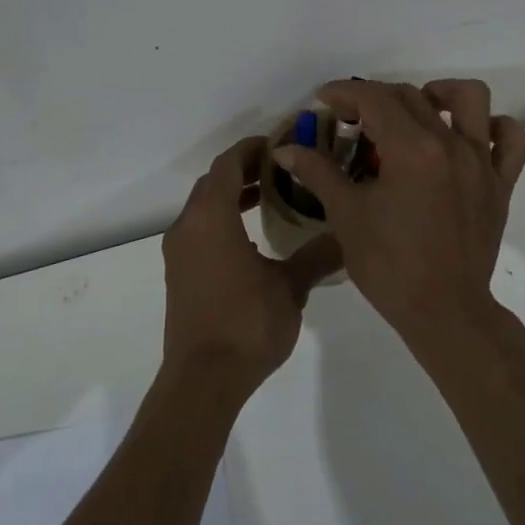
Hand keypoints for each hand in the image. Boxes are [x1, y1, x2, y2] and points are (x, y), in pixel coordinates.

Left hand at [161, 136, 342, 400]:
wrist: (202, 379)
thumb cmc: (246, 324)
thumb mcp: (290, 288)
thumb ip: (316, 255)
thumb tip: (346, 236)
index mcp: (212, 217)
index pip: (228, 164)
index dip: (251, 149)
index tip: (278, 144)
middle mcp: (188, 225)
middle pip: (214, 181)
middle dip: (244, 169)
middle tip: (281, 169)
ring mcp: (179, 250)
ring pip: (204, 205)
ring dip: (232, 195)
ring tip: (269, 197)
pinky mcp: (179, 272)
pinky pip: (199, 228)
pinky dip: (222, 218)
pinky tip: (251, 238)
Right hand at [273, 78, 524, 353]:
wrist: (444, 313)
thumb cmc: (389, 265)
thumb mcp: (347, 216)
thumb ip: (318, 173)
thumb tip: (285, 149)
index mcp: (412, 149)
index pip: (375, 99)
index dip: (345, 92)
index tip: (324, 100)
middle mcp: (451, 144)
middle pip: (412, 95)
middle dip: (375, 97)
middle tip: (352, 118)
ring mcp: (482, 162)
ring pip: (472, 99)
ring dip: (441, 94)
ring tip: (417, 111)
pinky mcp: (501, 184)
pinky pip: (512, 140)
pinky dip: (493, 128)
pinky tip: (467, 137)